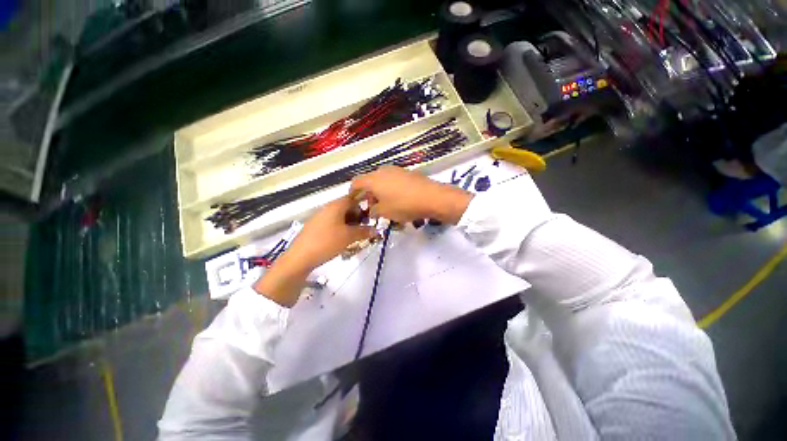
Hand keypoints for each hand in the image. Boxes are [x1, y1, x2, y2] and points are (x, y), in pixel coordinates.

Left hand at [254, 196, 374, 306]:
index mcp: (336, 206)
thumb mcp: (349, 237)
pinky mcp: (316, 227)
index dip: (364, 206)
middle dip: (358, 217)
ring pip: (340, 217)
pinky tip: (343, 240)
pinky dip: (341, 229)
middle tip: (365, 229)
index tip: (371, 217)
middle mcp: (327, 208)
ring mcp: (320, 218)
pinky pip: (333, 224)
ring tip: (356, 236)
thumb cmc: (327, 242)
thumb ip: (364, 231)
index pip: (354, 198)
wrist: (300, 258)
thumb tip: (375, 229)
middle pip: (347, 208)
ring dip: (350, 224)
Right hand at [351, 166, 472, 223]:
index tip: (355, 201)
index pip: (356, 182)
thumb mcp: (385, 212)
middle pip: (370, 181)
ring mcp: (397, 170)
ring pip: (383, 180)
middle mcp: (383, 171)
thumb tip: (372, 210)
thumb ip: (374, 211)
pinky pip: (394, 180)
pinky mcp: (408, 173)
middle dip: (369, 194)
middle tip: (372, 206)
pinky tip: (398, 199)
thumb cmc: (403, 205)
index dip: (353, 192)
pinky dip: (391, 189)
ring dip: (381, 191)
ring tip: (386, 204)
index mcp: (373, 179)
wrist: (431, 197)